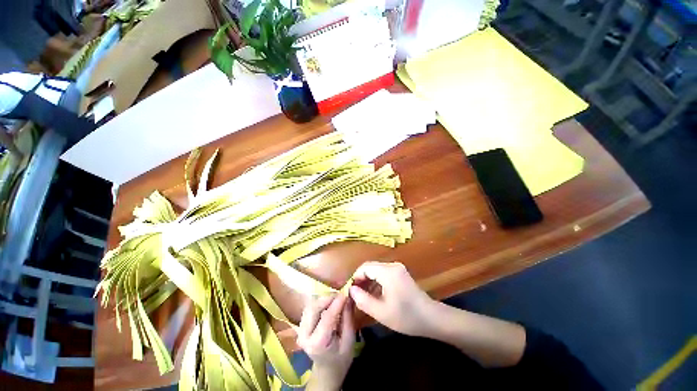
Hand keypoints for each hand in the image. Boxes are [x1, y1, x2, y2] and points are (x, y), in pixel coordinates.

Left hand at [296, 294, 354, 390]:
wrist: (327, 369)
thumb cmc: (341, 357)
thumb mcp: (349, 340)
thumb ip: (348, 318)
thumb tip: (349, 297)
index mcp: (317, 343)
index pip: (326, 317)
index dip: (336, 303)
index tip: (345, 293)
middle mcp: (304, 336)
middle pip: (313, 309)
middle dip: (327, 299)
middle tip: (340, 295)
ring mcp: (300, 330)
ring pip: (310, 306)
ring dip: (323, 300)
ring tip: (336, 299)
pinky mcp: (301, 325)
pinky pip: (309, 308)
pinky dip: (319, 303)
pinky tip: (328, 303)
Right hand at [349, 261, 434, 336]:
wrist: (431, 318)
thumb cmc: (406, 317)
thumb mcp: (381, 312)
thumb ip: (362, 300)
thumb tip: (351, 290)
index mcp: (388, 272)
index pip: (365, 267)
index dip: (355, 277)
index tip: (349, 290)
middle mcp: (392, 265)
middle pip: (370, 267)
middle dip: (361, 279)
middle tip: (355, 294)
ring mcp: (398, 268)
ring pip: (377, 270)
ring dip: (368, 280)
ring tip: (363, 295)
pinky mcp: (401, 273)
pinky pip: (383, 273)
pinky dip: (376, 281)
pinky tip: (374, 293)